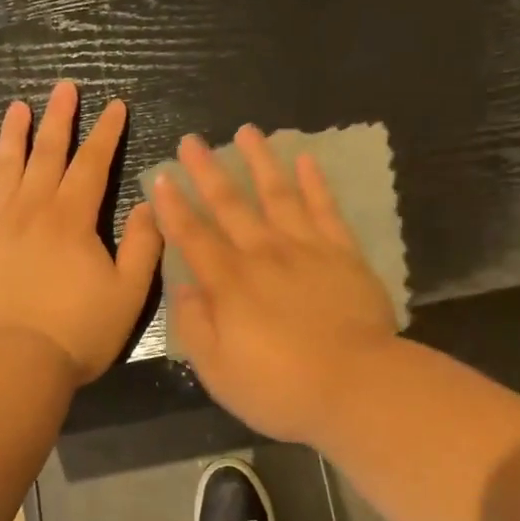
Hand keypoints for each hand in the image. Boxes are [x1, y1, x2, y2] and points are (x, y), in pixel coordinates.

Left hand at [0, 81, 161, 383]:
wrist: (14, 363)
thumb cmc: (78, 330)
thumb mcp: (129, 292)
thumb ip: (143, 244)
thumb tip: (148, 203)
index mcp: (73, 218)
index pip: (93, 163)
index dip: (107, 133)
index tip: (115, 106)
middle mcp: (33, 209)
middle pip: (48, 153)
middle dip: (60, 118)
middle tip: (64, 87)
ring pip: (6, 166)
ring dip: (14, 134)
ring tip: (19, 106)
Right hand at [151, 125, 397, 442]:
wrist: (357, 386)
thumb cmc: (281, 388)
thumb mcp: (218, 372)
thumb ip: (194, 326)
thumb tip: (180, 287)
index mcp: (229, 283)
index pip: (193, 236)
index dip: (174, 206)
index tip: (162, 176)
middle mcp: (263, 254)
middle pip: (230, 204)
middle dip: (208, 170)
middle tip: (192, 140)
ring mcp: (306, 248)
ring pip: (277, 194)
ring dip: (260, 161)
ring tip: (247, 131)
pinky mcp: (343, 253)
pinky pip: (325, 209)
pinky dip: (315, 182)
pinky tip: (306, 159)